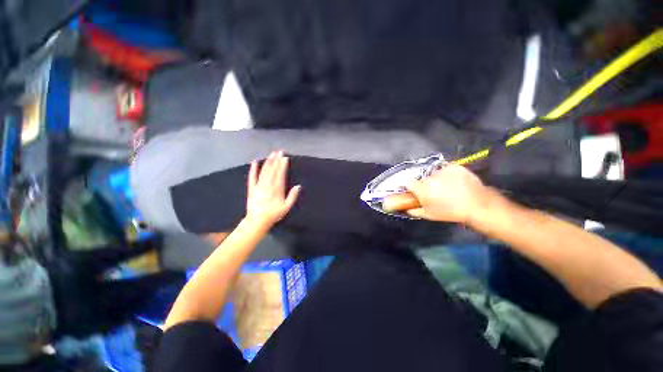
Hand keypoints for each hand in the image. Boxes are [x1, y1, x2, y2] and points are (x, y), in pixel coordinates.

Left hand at [246, 151, 300, 228]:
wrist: (258, 220)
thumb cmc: (274, 214)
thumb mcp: (286, 207)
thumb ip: (292, 196)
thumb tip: (298, 186)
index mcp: (277, 189)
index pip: (280, 174)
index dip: (282, 165)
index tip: (285, 158)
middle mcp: (268, 185)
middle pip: (273, 170)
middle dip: (276, 160)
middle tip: (279, 152)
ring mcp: (259, 186)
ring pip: (264, 171)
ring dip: (268, 162)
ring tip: (271, 154)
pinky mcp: (251, 188)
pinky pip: (252, 177)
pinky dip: (253, 169)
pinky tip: (255, 162)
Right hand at [405, 164, 492, 223]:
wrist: (477, 205)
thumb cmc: (450, 212)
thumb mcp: (429, 215)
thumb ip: (414, 211)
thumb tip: (407, 209)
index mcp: (422, 188)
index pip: (408, 182)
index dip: (410, 186)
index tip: (413, 190)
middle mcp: (430, 177)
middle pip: (422, 179)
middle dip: (425, 185)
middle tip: (434, 192)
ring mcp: (443, 171)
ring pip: (434, 174)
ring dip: (437, 179)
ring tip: (447, 188)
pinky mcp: (454, 167)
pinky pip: (446, 170)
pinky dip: (448, 175)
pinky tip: (454, 182)